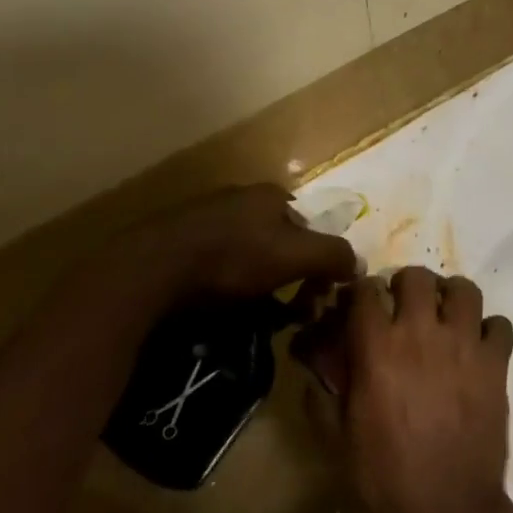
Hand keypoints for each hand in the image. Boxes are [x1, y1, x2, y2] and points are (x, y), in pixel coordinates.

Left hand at [125, 184, 356, 305]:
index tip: (314, 297)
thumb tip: (358, 264)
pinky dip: (226, 286)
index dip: (318, 262)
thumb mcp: (295, 255)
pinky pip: (216, 265)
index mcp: (271, 195)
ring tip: (253, 317)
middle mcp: (241, 198)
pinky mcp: (179, 240)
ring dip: (257, 285)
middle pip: (279, 241)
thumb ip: (332, 255)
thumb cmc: (234, 256)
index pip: (310, 227)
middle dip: (288, 275)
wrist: (154, 267)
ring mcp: (206, 217)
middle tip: (287, 312)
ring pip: (247, 254)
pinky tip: (220, 309)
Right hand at [336, 266, 512, 512]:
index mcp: (378, 348)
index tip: (360, 305)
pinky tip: (478, 348)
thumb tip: (314, 358)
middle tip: (405, 309)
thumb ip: (324, 390)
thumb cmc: (385, 481)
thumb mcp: (338, 440)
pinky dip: (489, 330)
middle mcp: (422, 333)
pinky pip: (499, 324)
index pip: (365, 290)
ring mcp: (464, 345)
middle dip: (406, 286)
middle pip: (416, 277)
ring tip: (444, 318)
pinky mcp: (496, 363)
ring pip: (463, 289)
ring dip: (451, 297)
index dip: (360, 293)